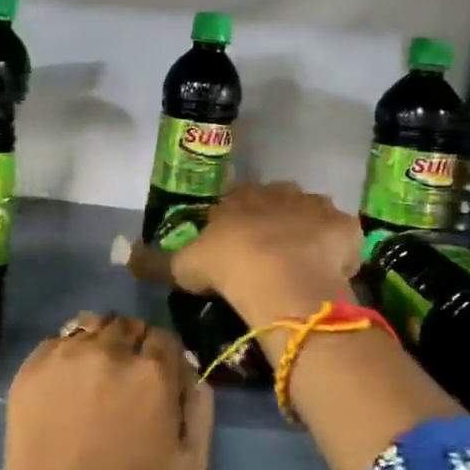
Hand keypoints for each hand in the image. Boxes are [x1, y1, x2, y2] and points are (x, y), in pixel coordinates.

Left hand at [0, 315, 212, 469]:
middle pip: (128, 326)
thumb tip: (194, 372)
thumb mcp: (190, 466)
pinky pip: (58, 341)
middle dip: (133, 345)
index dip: (164, 357)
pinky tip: (66, 384)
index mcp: (152, 372)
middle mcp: (110, 351)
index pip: (165, 338)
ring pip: (91, 325)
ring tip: (95, 373)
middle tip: (126, 378)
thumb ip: (200, 408)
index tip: (159, 377)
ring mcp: (67, 355)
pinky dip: (68, 354)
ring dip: (100, 341)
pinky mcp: (33, 366)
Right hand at [141, 182, 364, 328]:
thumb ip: (155, 260)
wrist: (281, 277)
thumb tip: (124, 255)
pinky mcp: (345, 228)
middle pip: (278, 201)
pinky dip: (338, 251)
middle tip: (270, 255)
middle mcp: (279, 192)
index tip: (236, 245)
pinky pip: (342, 237)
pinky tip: (329, 273)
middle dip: (275, 221)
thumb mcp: (182, 266)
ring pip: (312, 214)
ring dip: (307, 232)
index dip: (237, 222)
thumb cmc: (228, 265)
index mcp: (241, 197)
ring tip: (302, 265)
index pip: (237, 200)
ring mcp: (316, 207)